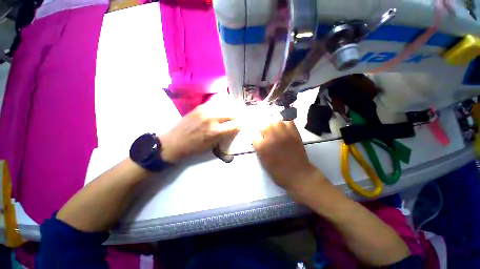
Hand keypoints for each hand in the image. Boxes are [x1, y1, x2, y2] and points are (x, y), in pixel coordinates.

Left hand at [160, 97, 239, 162]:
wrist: (174, 141)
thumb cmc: (194, 147)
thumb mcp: (212, 145)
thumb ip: (224, 135)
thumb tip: (233, 128)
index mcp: (216, 131)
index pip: (235, 124)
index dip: (241, 124)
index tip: (243, 124)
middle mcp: (212, 118)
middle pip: (231, 113)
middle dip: (238, 115)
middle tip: (240, 117)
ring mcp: (205, 110)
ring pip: (225, 106)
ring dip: (231, 109)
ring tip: (234, 111)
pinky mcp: (200, 106)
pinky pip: (216, 104)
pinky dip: (222, 106)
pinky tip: (223, 108)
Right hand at [253, 120, 323, 191]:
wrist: (298, 175)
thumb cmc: (278, 172)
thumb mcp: (263, 162)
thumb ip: (259, 149)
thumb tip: (259, 140)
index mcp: (262, 147)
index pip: (255, 137)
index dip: (257, 139)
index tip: (259, 142)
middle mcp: (271, 138)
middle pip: (264, 125)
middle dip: (263, 129)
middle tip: (266, 135)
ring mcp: (283, 135)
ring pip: (275, 122)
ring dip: (273, 125)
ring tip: (275, 130)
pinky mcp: (294, 134)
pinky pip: (288, 122)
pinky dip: (285, 124)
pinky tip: (284, 129)